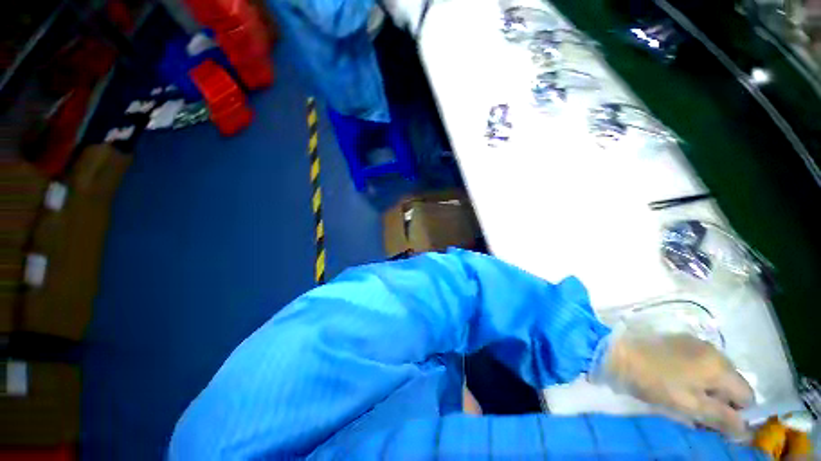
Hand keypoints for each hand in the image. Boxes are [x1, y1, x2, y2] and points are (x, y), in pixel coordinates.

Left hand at [592, 332, 753, 436]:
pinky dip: (696, 378)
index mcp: (721, 366)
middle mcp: (714, 351)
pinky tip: (678, 384)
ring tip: (686, 401)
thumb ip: (721, 417)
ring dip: (708, 391)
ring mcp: (695, 343)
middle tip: (699, 415)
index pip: (747, 395)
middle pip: (732, 384)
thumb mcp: (690, 405)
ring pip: (715, 375)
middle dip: (722, 403)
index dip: (738, 414)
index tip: (718, 424)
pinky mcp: (678, 341)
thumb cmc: (654, 381)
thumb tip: (746, 431)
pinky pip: (699, 364)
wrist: (618, 352)